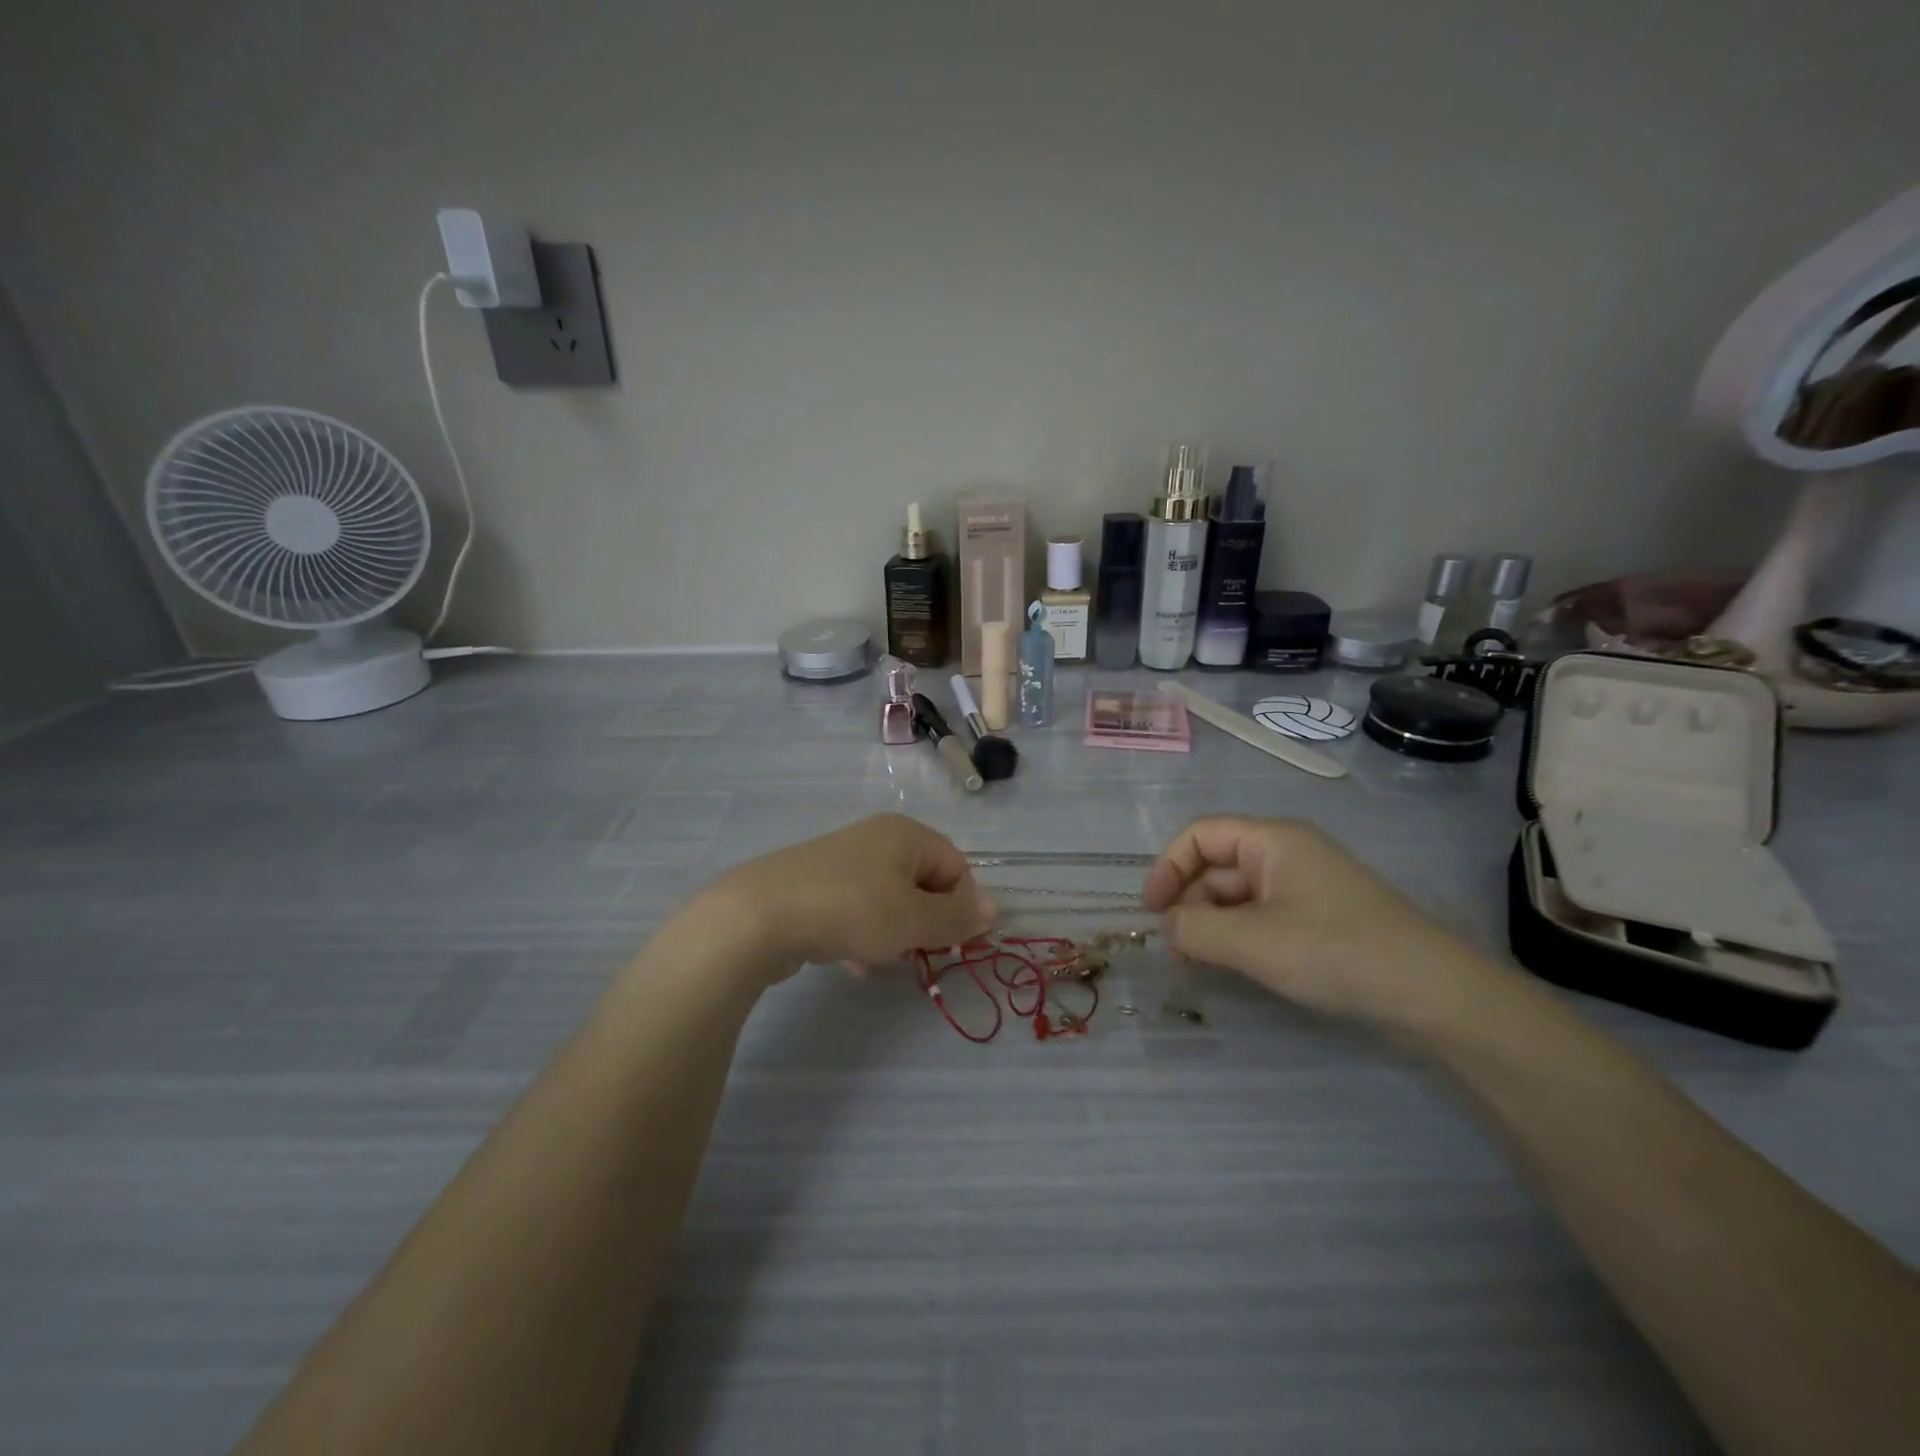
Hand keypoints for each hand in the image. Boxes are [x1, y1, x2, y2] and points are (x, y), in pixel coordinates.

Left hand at [703, 814, 996, 977]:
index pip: (956, 867)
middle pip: (922, 883)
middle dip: (925, 923)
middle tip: (916, 953)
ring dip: (894, 934)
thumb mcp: (914, 919)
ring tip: (879, 960)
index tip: (952, 943)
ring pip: (888, 900)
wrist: (759, 916)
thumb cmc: (851, 910)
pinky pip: (855, 909)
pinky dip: (862, 934)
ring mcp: (841, 860)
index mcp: (906, 834)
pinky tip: (851, 962)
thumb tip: (995, 908)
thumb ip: (957, 917)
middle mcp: (876, 838)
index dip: (961, 907)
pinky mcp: (814, 884)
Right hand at [1142, 816, 1505, 1031]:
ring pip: (1239, 895)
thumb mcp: (1253, 943)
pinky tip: (1237, 967)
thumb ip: (1195, 931)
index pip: (1199, 836)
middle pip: (1217, 866)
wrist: (1432, 993)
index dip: (1167, 868)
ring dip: (1214, 925)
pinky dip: (1241, 936)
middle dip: (1190, 904)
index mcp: (1271, 840)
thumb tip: (1167, 927)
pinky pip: (1264, 915)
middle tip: (1177, 952)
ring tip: (1203, 966)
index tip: (1152, 913)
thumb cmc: (1334, 951)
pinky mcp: (1320, 916)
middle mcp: (1287, 852)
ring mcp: (1306, 885)